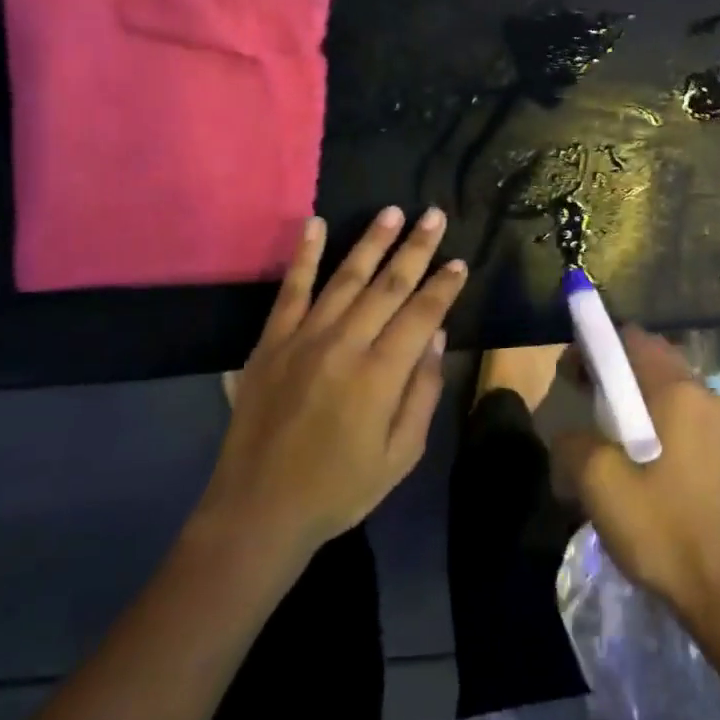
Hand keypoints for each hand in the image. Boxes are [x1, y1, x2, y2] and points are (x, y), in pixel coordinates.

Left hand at [198, 207, 467, 561]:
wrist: (260, 508)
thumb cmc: (340, 488)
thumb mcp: (400, 455)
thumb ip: (422, 392)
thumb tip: (436, 336)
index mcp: (380, 374)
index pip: (421, 314)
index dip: (444, 285)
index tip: (459, 261)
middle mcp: (344, 344)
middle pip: (388, 285)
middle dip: (416, 248)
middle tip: (435, 215)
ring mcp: (303, 337)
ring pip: (345, 277)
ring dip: (372, 241)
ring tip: (393, 212)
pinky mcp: (271, 341)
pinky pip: (290, 289)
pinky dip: (304, 254)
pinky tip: (316, 224)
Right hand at [554, 326, 719, 618]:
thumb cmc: (662, 526)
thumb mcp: (598, 481)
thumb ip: (572, 441)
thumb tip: (570, 436)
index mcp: (677, 390)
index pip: (631, 337)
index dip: (594, 345)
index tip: (570, 372)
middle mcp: (701, 394)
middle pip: (647, 358)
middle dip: (609, 369)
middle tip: (578, 395)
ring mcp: (715, 424)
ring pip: (661, 387)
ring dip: (626, 396)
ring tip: (598, 428)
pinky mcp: (717, 451)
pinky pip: (674, 414)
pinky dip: (646, 417)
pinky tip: (628, 454)